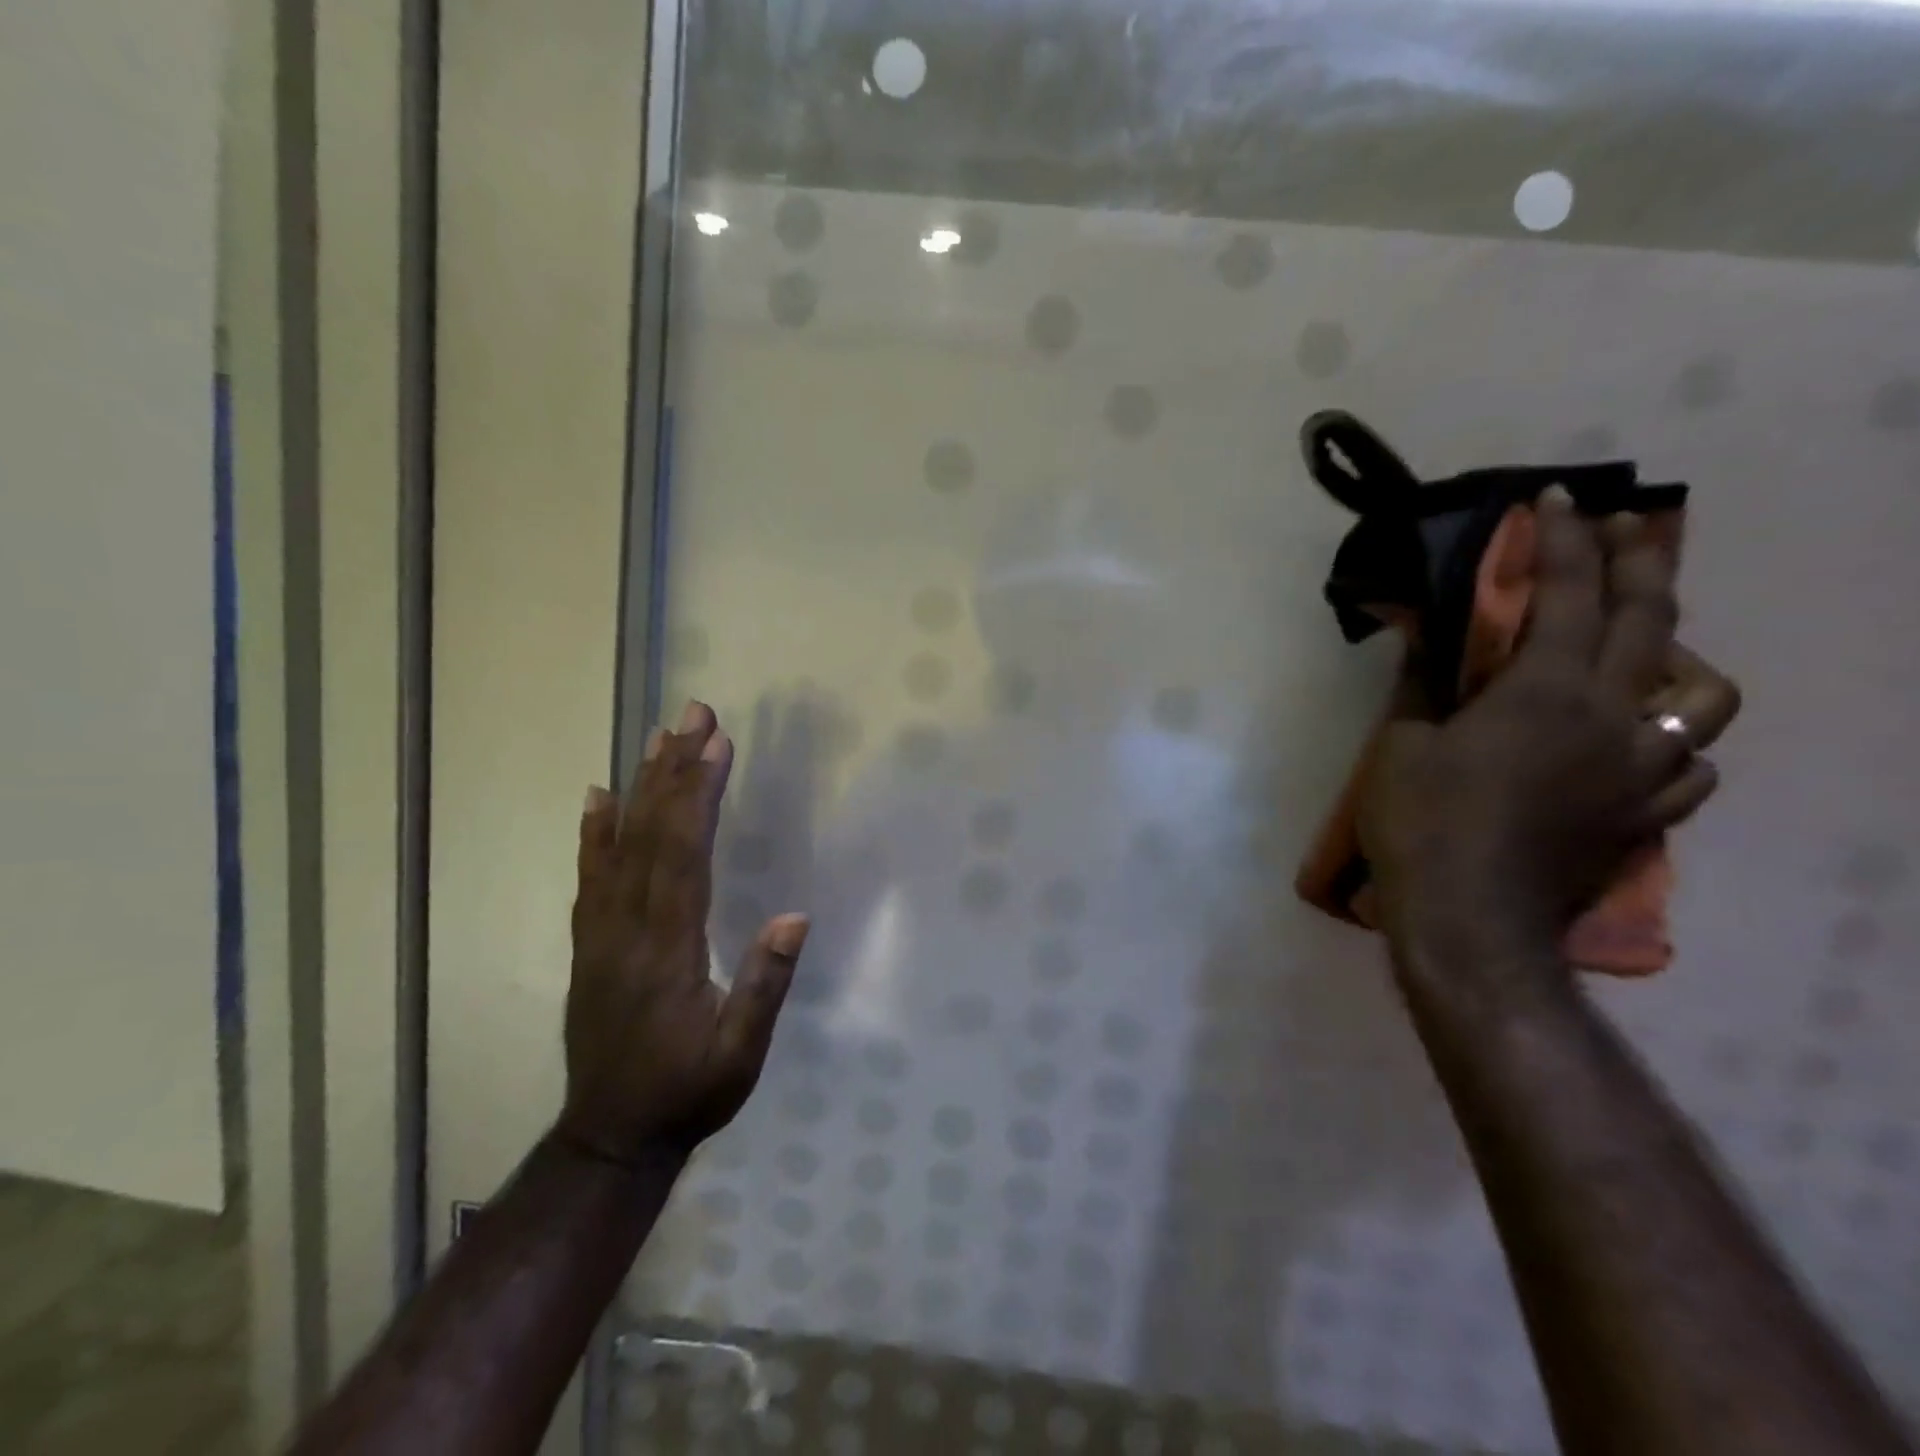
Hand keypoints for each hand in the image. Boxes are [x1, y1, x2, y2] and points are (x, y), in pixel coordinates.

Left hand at [555, 701, 808, 1164]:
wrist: (611, 1137)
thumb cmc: (687, 1094)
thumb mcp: (740, 1055)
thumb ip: (765, 985)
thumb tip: (795, 915)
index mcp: (667, 949)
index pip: (684, 855)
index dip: (700, 795)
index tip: (717, 744)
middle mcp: (626, 929)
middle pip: (650, 834)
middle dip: (674, 769)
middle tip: (692, 713)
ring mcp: (600, 933)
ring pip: (618, 846)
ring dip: (641, 786)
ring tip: (657, 736)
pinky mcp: (588, 943)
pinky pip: (590, 876)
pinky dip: (593, 831)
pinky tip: (597, 796)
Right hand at [1359, 488, 1733, 972]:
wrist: (1469, 919)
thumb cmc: (1421, 822)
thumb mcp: (1402, 744)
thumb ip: (1425, 683)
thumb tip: (1425, 633)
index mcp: (1547, 694)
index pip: (1568, 596)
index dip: (1565, 541)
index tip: (1558, 499)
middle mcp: (1615, 719)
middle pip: (1653, 622)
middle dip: (1639, 563)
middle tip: (1627, 528)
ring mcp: (1644, 771)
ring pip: (1703, 696)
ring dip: (1676, 657)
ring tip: (1642, 653)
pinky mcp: (1645, 817)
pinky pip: (1691, 765)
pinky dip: (1672, 741)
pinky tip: (1640, 744)